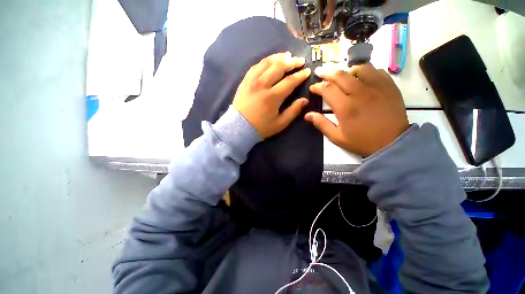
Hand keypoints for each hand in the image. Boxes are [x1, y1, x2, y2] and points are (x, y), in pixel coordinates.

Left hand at [233, 52, 311, 138]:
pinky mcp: (244, 81)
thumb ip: (293, 111)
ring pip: (266, 63)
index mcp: (272, 97)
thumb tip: (305, 100)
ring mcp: (251, 81)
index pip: (290, 81)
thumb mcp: (280, 123)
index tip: (307, 71)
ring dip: (278, 57)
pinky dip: (265, 61)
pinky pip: (255, 66)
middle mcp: (262, 85)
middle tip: (300, 61)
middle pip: (278, 67)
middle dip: (291, 62)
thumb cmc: (261, 127)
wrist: (239, 127)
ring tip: (287, 56)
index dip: (300, 75)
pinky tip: (270, 61)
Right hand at [306, 63, 408, 155]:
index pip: (327, 89)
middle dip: (327, 72)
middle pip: (340, 75)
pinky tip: (361, 78)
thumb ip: (321, 124)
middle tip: (319, 72)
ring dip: (347, 71)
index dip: (317, 87)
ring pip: (359, 68)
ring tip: (342, 76)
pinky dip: (365, 71)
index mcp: (345, 107)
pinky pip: (376, 70)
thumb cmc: (362, 141)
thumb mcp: (337, 137)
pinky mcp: (389, 86)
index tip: (313, 88)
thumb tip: (307, 115)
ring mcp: (376, 87)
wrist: (392, 143)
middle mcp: (359, 92)